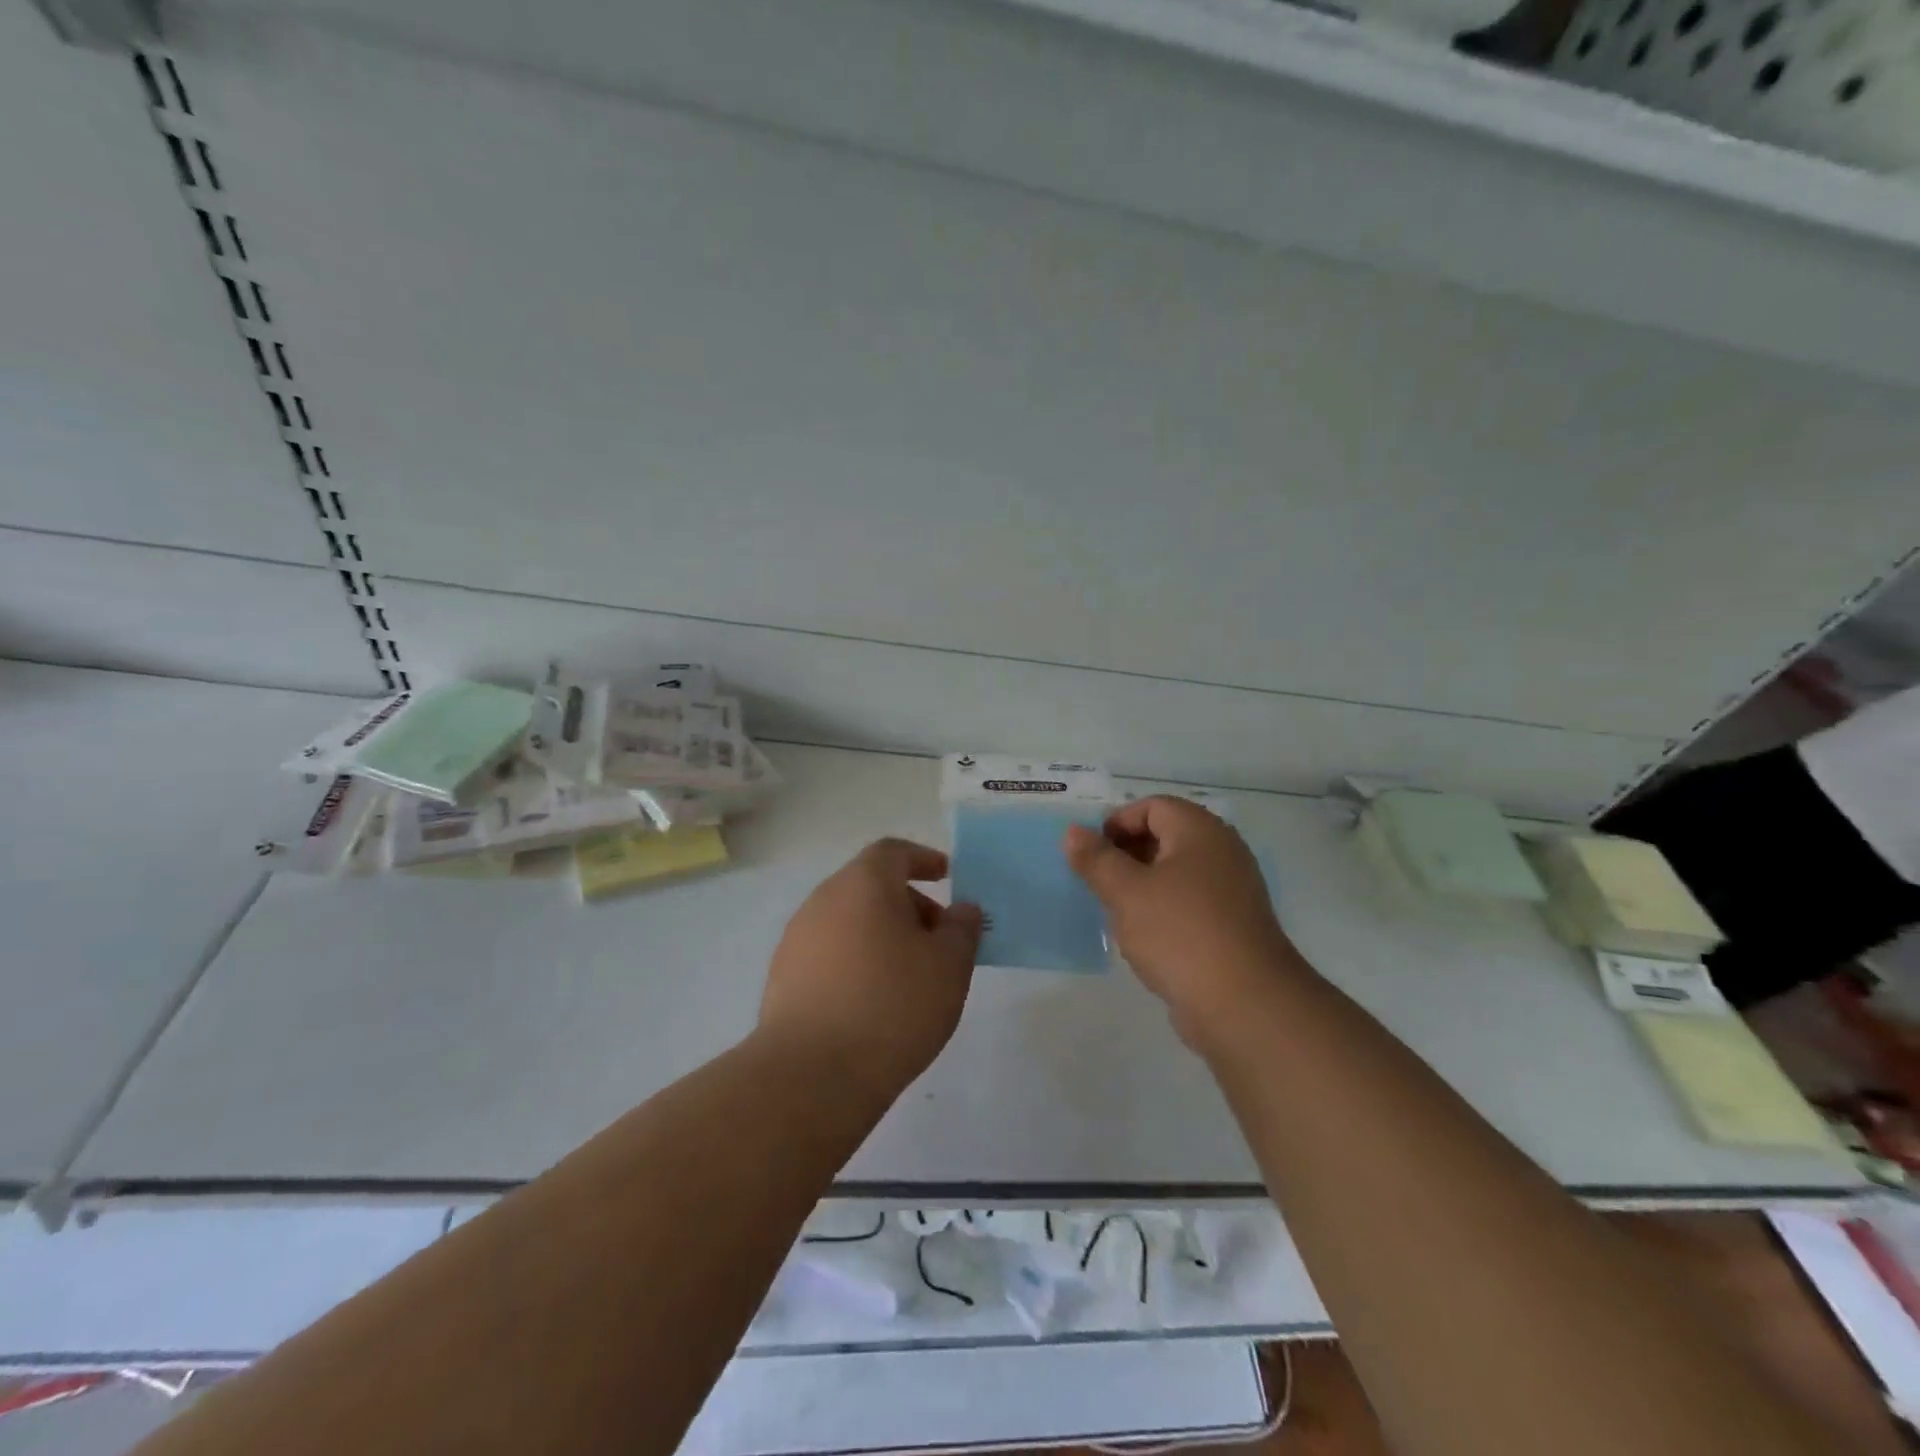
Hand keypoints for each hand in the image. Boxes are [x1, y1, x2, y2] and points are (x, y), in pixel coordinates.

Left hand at [758, 838, 982, 1101]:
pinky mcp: (783, 978)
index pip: (892, 852)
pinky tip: (873, 1002)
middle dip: (908, 904)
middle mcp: (823, 900)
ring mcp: (797, 939)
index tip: (946, 875)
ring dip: (881, 935)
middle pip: (870, 886)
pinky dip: (856, 961)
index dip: (922, 859)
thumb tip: (962, 910)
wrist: (812, 1074)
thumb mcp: (950, 965)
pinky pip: (829, 953)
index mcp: (862, 884)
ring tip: (910, 976)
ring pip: (849, 921)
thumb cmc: (893, 1005)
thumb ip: (962, 929)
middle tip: (938, 940)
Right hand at [1065, 797, 1301, 1046]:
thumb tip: (1073, 832)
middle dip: (1127, 853)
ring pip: (1177, 872)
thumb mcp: (1126, 892)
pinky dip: (1164, 910)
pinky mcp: (1233, 926)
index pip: (1153, 806)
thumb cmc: (1179, 933)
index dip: (1117, 822)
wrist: (1244, 1004)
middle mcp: (1222, 852)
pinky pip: (1191, 902)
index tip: (1092, 854)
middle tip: (1099, 881)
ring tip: (1116, 910)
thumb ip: (1096, 859)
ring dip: (1143, 884)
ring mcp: (1232, 890)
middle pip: (1167, 835)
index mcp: (1200, 831)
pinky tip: (1145, 937)